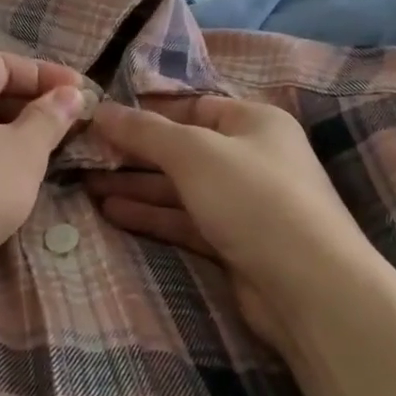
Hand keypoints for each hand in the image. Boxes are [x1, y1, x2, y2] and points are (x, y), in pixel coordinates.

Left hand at [0, 52, 91, 274]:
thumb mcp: (24, 151)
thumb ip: (50, 117)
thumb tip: (71, 93)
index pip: (6, 63)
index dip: (47, 76)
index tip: (82, 93)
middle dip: (28, 102)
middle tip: (66, 123)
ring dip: (7, 128)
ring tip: (42, 149)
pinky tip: (3, 173)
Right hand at [85, 96, 368, 344]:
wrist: (310, 288)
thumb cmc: (253, 198)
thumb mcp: (193, 152)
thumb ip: (144, 131)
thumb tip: (100, 108)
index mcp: (253, 122)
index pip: (192, 107)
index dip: (147, 113)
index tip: (101, 120)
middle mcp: (251, 157)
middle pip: (182, 149)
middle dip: (134, 153)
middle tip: (84, 155)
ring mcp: (244, 203)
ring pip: (180, 187)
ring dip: (137, 186)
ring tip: (87, 186)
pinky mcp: (235, 243)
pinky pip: (185, 219)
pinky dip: (152, 215)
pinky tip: (113, 212)